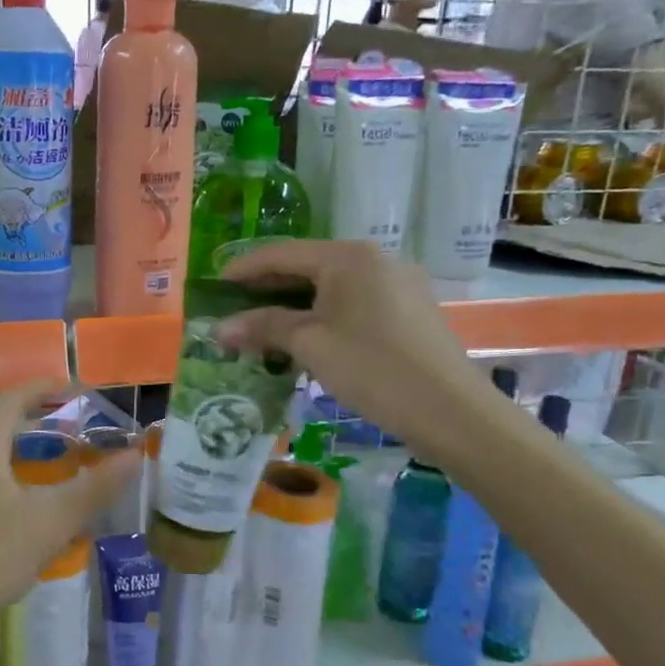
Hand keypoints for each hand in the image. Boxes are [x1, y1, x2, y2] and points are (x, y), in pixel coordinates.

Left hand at [0, 382, 137, 663]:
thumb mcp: (48, 523)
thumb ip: (93, 489)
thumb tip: (135, 455)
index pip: (11, 397)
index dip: (42, 387)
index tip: (74, 388)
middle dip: (31, 412)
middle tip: (68, 419)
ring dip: (17, 442)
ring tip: (50, 456)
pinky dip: (4, 469)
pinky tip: (20, 501)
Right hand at [215, 239, 500, 459]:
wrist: (452, 412)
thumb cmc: (373, 368)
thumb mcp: (310, 345)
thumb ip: (263, 328)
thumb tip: (218, 329)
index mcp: (348, 257)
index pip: (280, 253)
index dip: (242, 269)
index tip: (212, 288)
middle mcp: (374, 259)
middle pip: (306, 267)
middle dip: (266, 291)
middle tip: (232, 312)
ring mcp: (396, 284)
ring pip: (330, 289)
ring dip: (293, 307)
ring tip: (262, 331)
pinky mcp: (409, 311)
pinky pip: (353, 304)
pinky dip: (322, 318)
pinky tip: (305, 341)